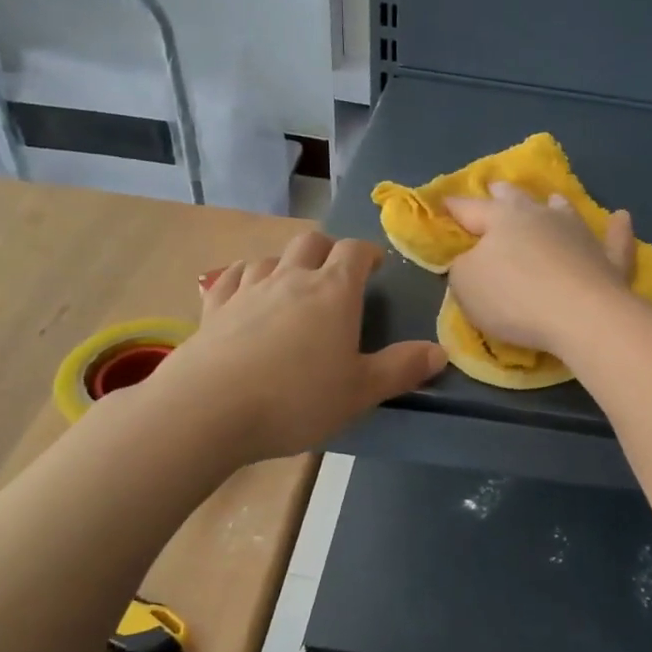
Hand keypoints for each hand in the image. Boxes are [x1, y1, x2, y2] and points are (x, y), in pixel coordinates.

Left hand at [151, 232, 444, 461]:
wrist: (209, 409)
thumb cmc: (297, 398)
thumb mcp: (361, 391)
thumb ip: (402, 368)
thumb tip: (441, 351)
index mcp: (333, 292)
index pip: (354, 251)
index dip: (368, 253)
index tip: (376, 266)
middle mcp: (290, 279)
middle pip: (311, 242)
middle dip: (328, 250)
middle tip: (337, 274)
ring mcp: (247, 290)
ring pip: (270, 257)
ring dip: (287, 262)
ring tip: (293, 283)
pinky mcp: (213, 308)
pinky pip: (231, 276)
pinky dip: (245, 275)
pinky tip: (246, 289)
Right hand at [443, 182, 636, 357]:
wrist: (581, 315)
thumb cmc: (514, 298)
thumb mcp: (466, 286)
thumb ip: (463, 267)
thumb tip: (471, 259)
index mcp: (501, 219)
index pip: (470, 209)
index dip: (455, 207)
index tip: (445, 202)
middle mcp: (541, 216)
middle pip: (517, 199)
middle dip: (503, 193)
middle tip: (497, 187)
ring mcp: (579, 234)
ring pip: (565, 211)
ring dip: (556, 205)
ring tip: (553, 199)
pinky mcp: (609, 258)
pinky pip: (614, 239)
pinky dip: (617, 229)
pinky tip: (621, 218)